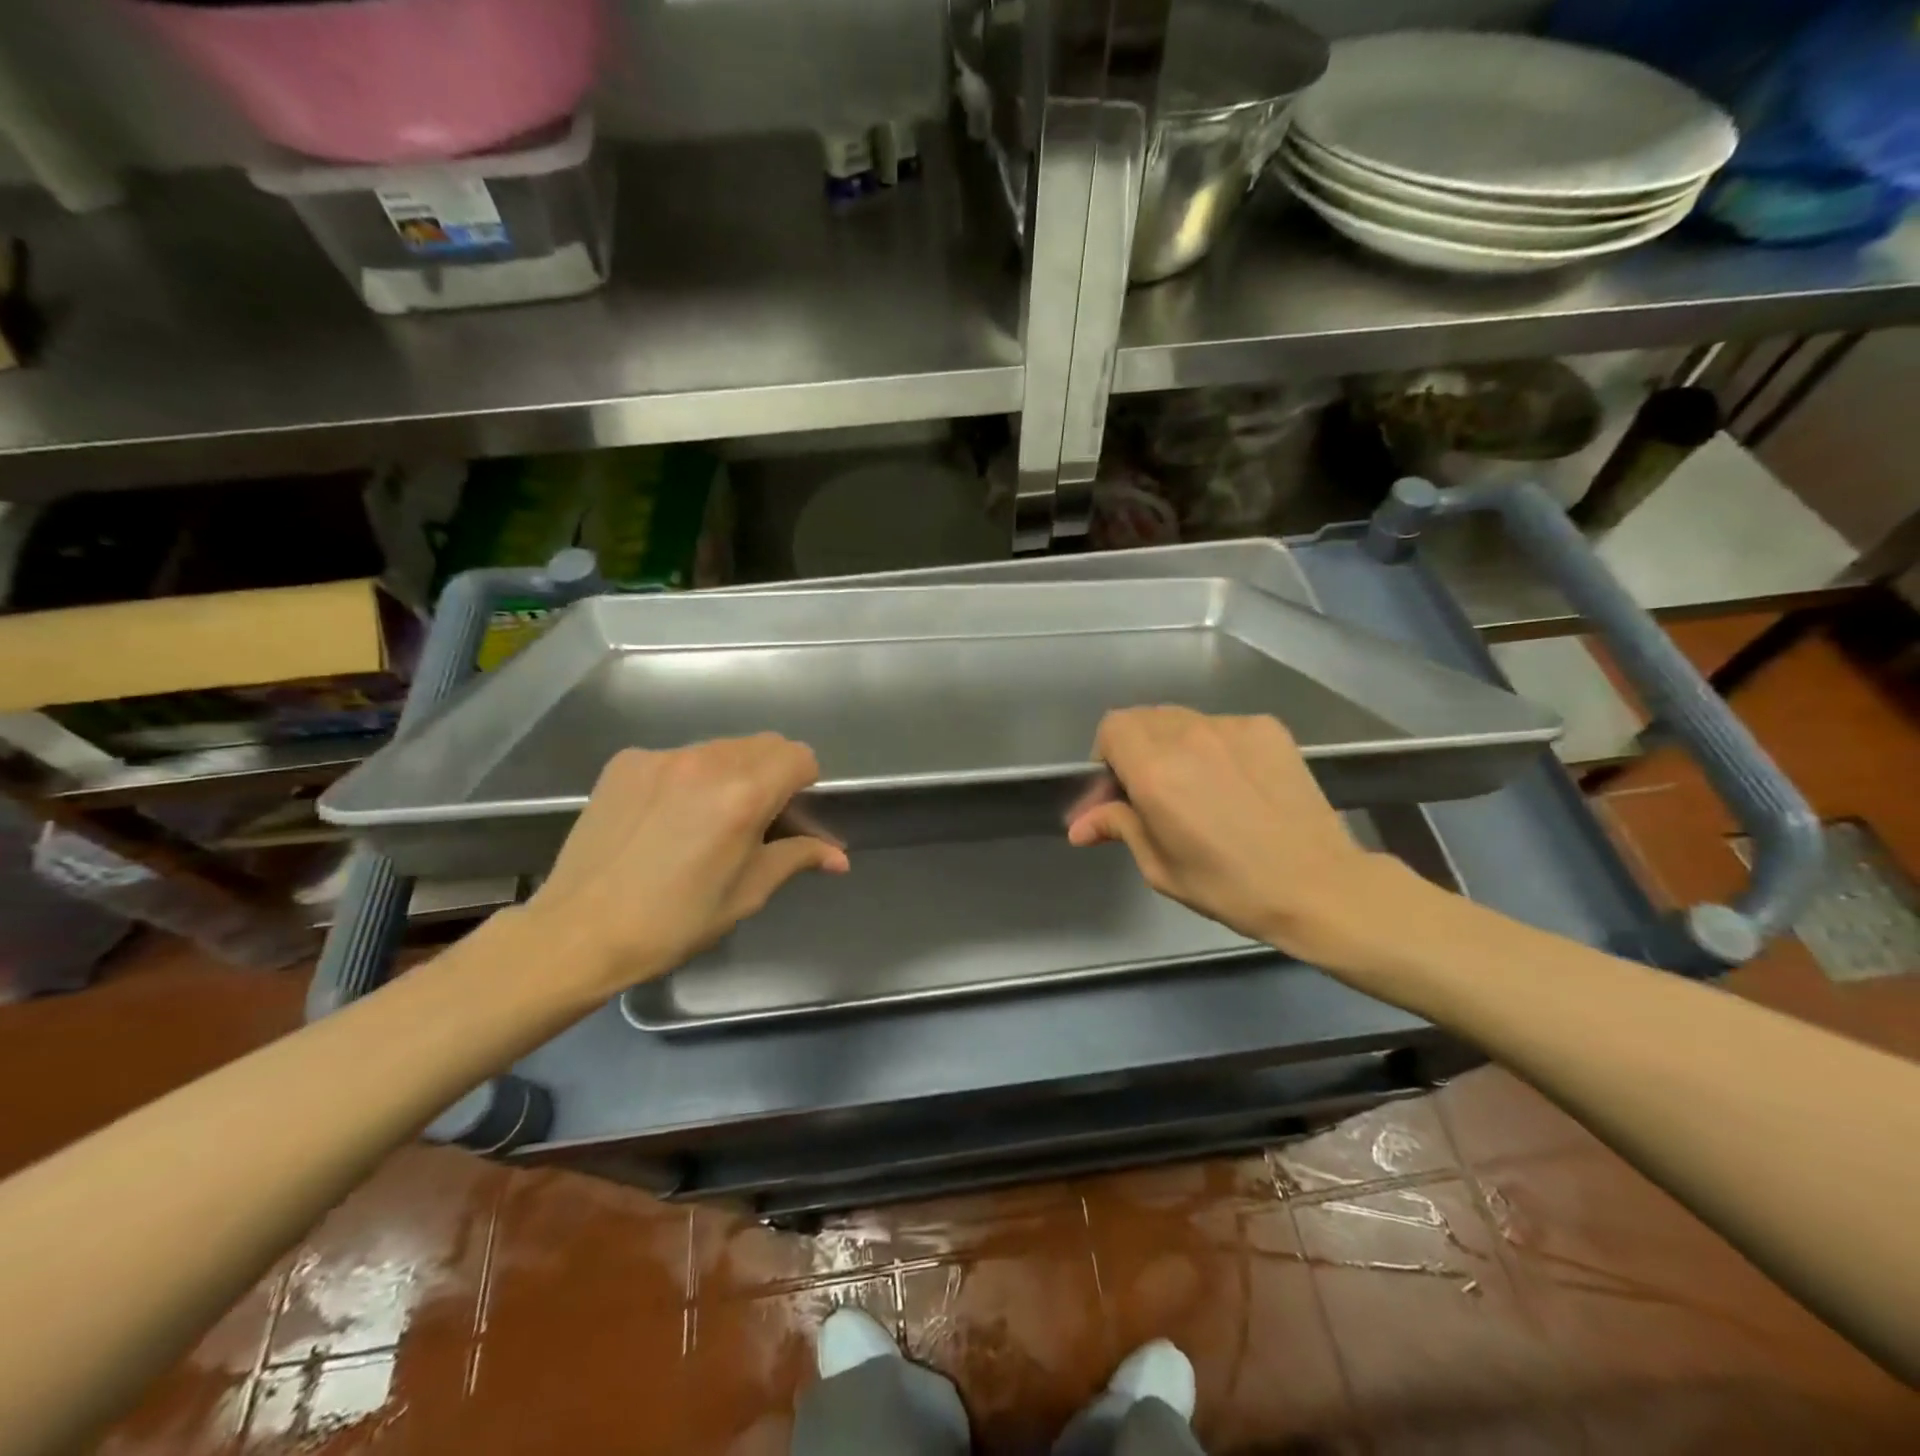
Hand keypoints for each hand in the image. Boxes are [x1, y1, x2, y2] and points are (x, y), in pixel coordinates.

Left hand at [520, 735, 847, 996]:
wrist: (579, 931)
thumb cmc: (675, 921)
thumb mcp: (747, 893)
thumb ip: (797, 858)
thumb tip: (839, 857)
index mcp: (744, 794)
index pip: (799, 757)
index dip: (804, 784)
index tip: (790, 816)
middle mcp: (706, 761)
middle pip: (763, 745)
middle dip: (771, 775)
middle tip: (754, 820)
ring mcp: (662, 757)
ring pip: (720, 749)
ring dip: (730, 773)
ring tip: (706, 820)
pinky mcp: (627, 763)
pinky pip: (678, 758)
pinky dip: (687, 778)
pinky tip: (665, 818)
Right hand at [1067, 706, 1429, 969]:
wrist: (1319, 885)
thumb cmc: (1229, 886)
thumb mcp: (1160, 866)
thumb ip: (1118, 827)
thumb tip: (1079, 825)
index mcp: (1155, 771)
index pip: (1111, 728)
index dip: (1106, 755)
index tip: (1118, 790)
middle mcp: (1189, 736)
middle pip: (1143, 718)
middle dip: (1135, 748)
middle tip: (1149, 789)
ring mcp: (1232, 727)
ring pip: (1182, 720)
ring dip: (1172, 745)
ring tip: (1194, 786)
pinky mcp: (1267, 728)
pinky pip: (1220, 726)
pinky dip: (1212, 746)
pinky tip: (1232, 782)